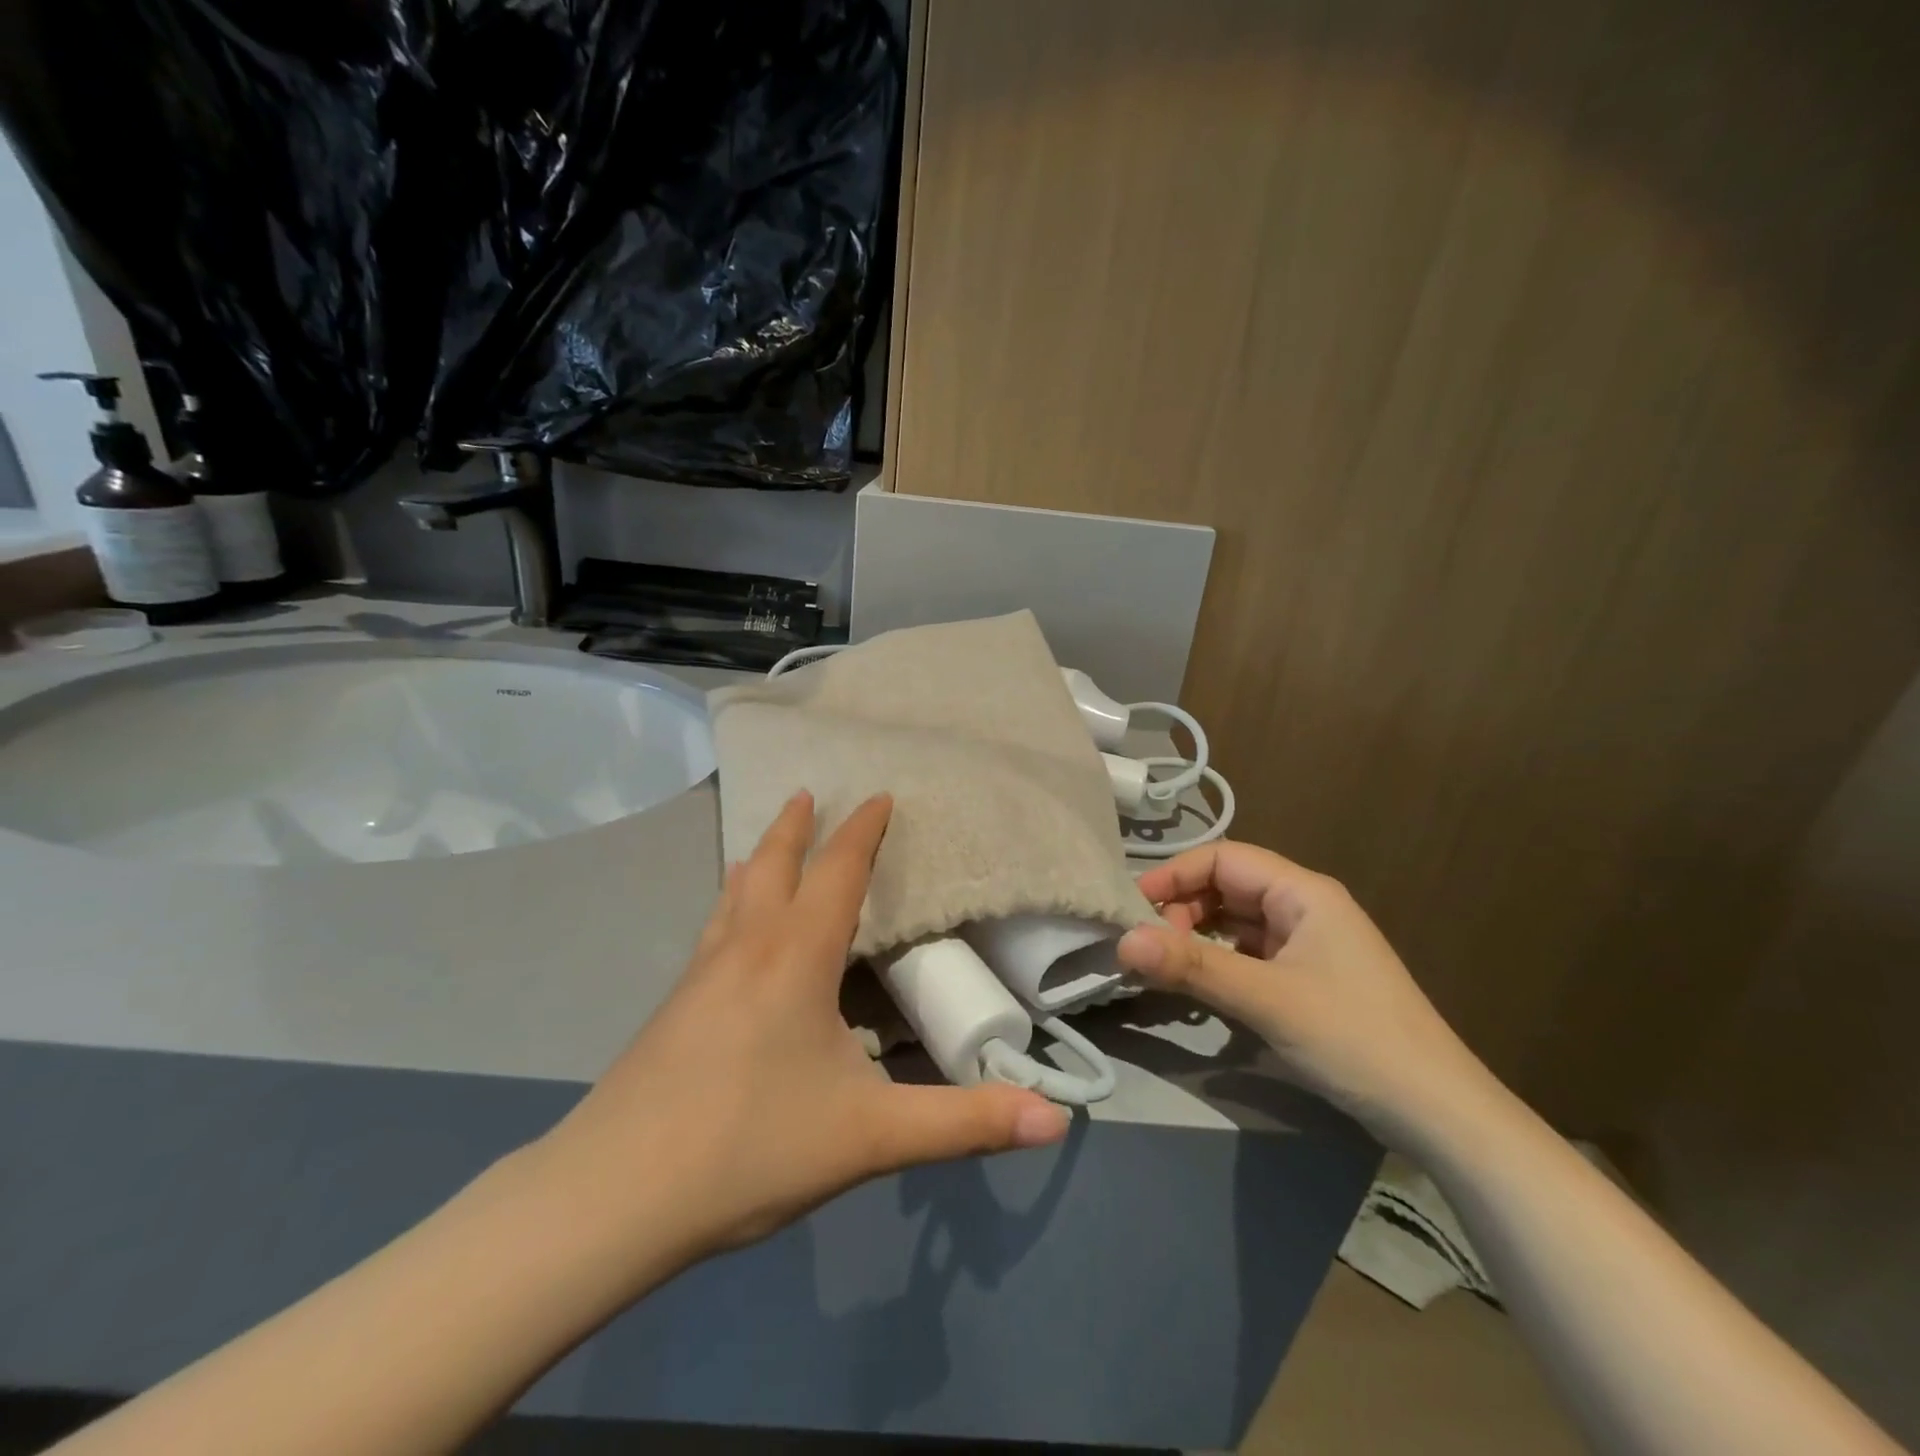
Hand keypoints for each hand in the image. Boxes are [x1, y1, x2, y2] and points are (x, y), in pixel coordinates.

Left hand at [535, 791, 1069, 1281]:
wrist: (610, 1198)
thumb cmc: (748, 1149)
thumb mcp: (870, 1137)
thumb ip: (964, 1123)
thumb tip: (1057, 1121)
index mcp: (796, 958)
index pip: (837, 873)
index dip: (862, 831)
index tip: (879, 795)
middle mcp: (745, 949)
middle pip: (772, 865)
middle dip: (796, 827)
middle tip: (808, 792)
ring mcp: (699, 976)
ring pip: (733, 895)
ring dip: (757, 858)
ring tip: (764, 843)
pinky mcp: (672, 1008)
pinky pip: (712, 929)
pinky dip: (731, 903)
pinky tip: (726, 928)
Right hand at [1117, 841, 1491, 1144]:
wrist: (1439, 1113)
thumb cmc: (1354, 1039)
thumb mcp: (1267, 999)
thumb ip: (1193, 966)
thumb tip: (1122, 941)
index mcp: (1303, 892)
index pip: (1222, 858)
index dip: (1173, 875)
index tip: (1131, 909)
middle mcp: (1304, 907)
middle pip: (1226, 886)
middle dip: (1181, 908)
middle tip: (1148, 946)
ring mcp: (1308, 943)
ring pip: (1235, 922)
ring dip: (1196, 936)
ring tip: (1163, 965)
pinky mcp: (1307, 977)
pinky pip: (1249, 953)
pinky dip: (1218, 961)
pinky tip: (1198, 984)